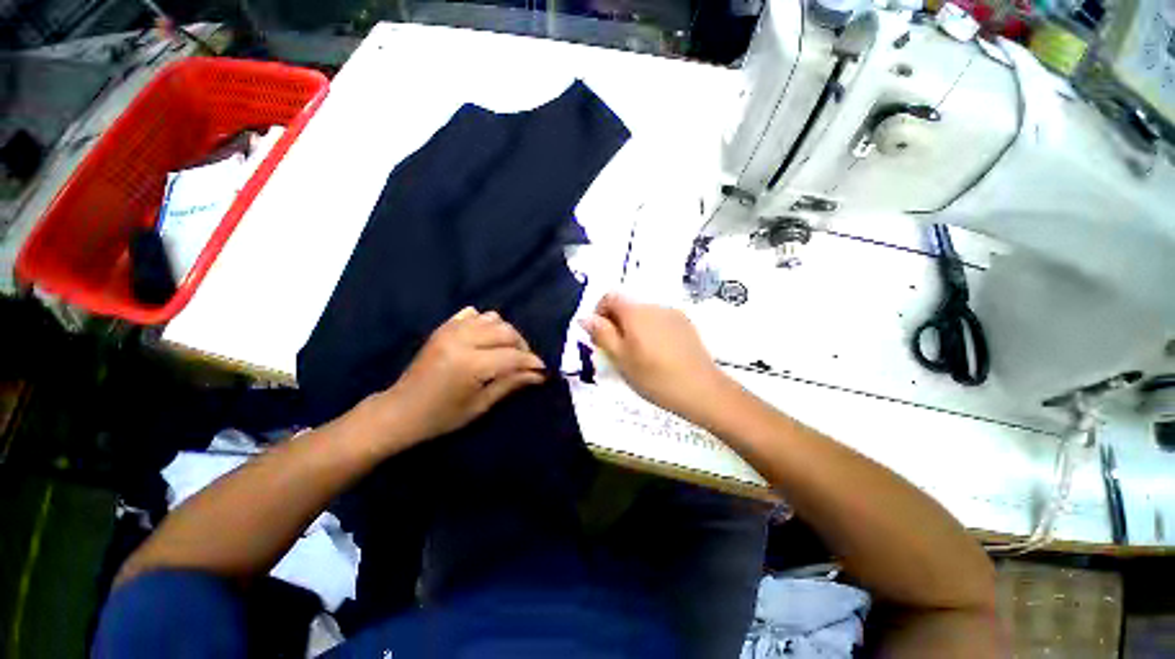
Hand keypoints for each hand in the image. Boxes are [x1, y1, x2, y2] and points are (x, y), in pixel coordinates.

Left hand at [383, 307, 545, 441]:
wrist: (400, 411)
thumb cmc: (441, 417)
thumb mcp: (480, 405)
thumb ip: (511, 384)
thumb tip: (539, 375)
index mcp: (470, 364)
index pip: (512, 356)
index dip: (531, 362)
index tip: (543, 369)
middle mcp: (462, 340)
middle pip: (506, 331)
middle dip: (522, 345)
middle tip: (525, 362)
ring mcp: (450, 331)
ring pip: (492, 318)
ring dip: (505, 333)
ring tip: (507, 350)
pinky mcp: (443, 328)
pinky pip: (472, 314)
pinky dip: (485, 323)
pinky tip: (486, 338)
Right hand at [580, 293, 726, 420]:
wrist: (702, 390)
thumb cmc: (654, 376)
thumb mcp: (621, 358)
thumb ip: (602, 334)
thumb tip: (585, 317)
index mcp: (635, 311)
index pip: (609, 297)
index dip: (599, 313)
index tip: (600, 336)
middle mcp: (654, 305)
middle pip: (627, 305)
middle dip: (616, 323)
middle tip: (617, 351)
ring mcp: (673, 313)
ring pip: (643, 314)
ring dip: (634, 328)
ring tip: (639, 355)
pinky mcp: (686, 324)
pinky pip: (660, 320)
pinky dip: (651, 331)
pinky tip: (659, 354)